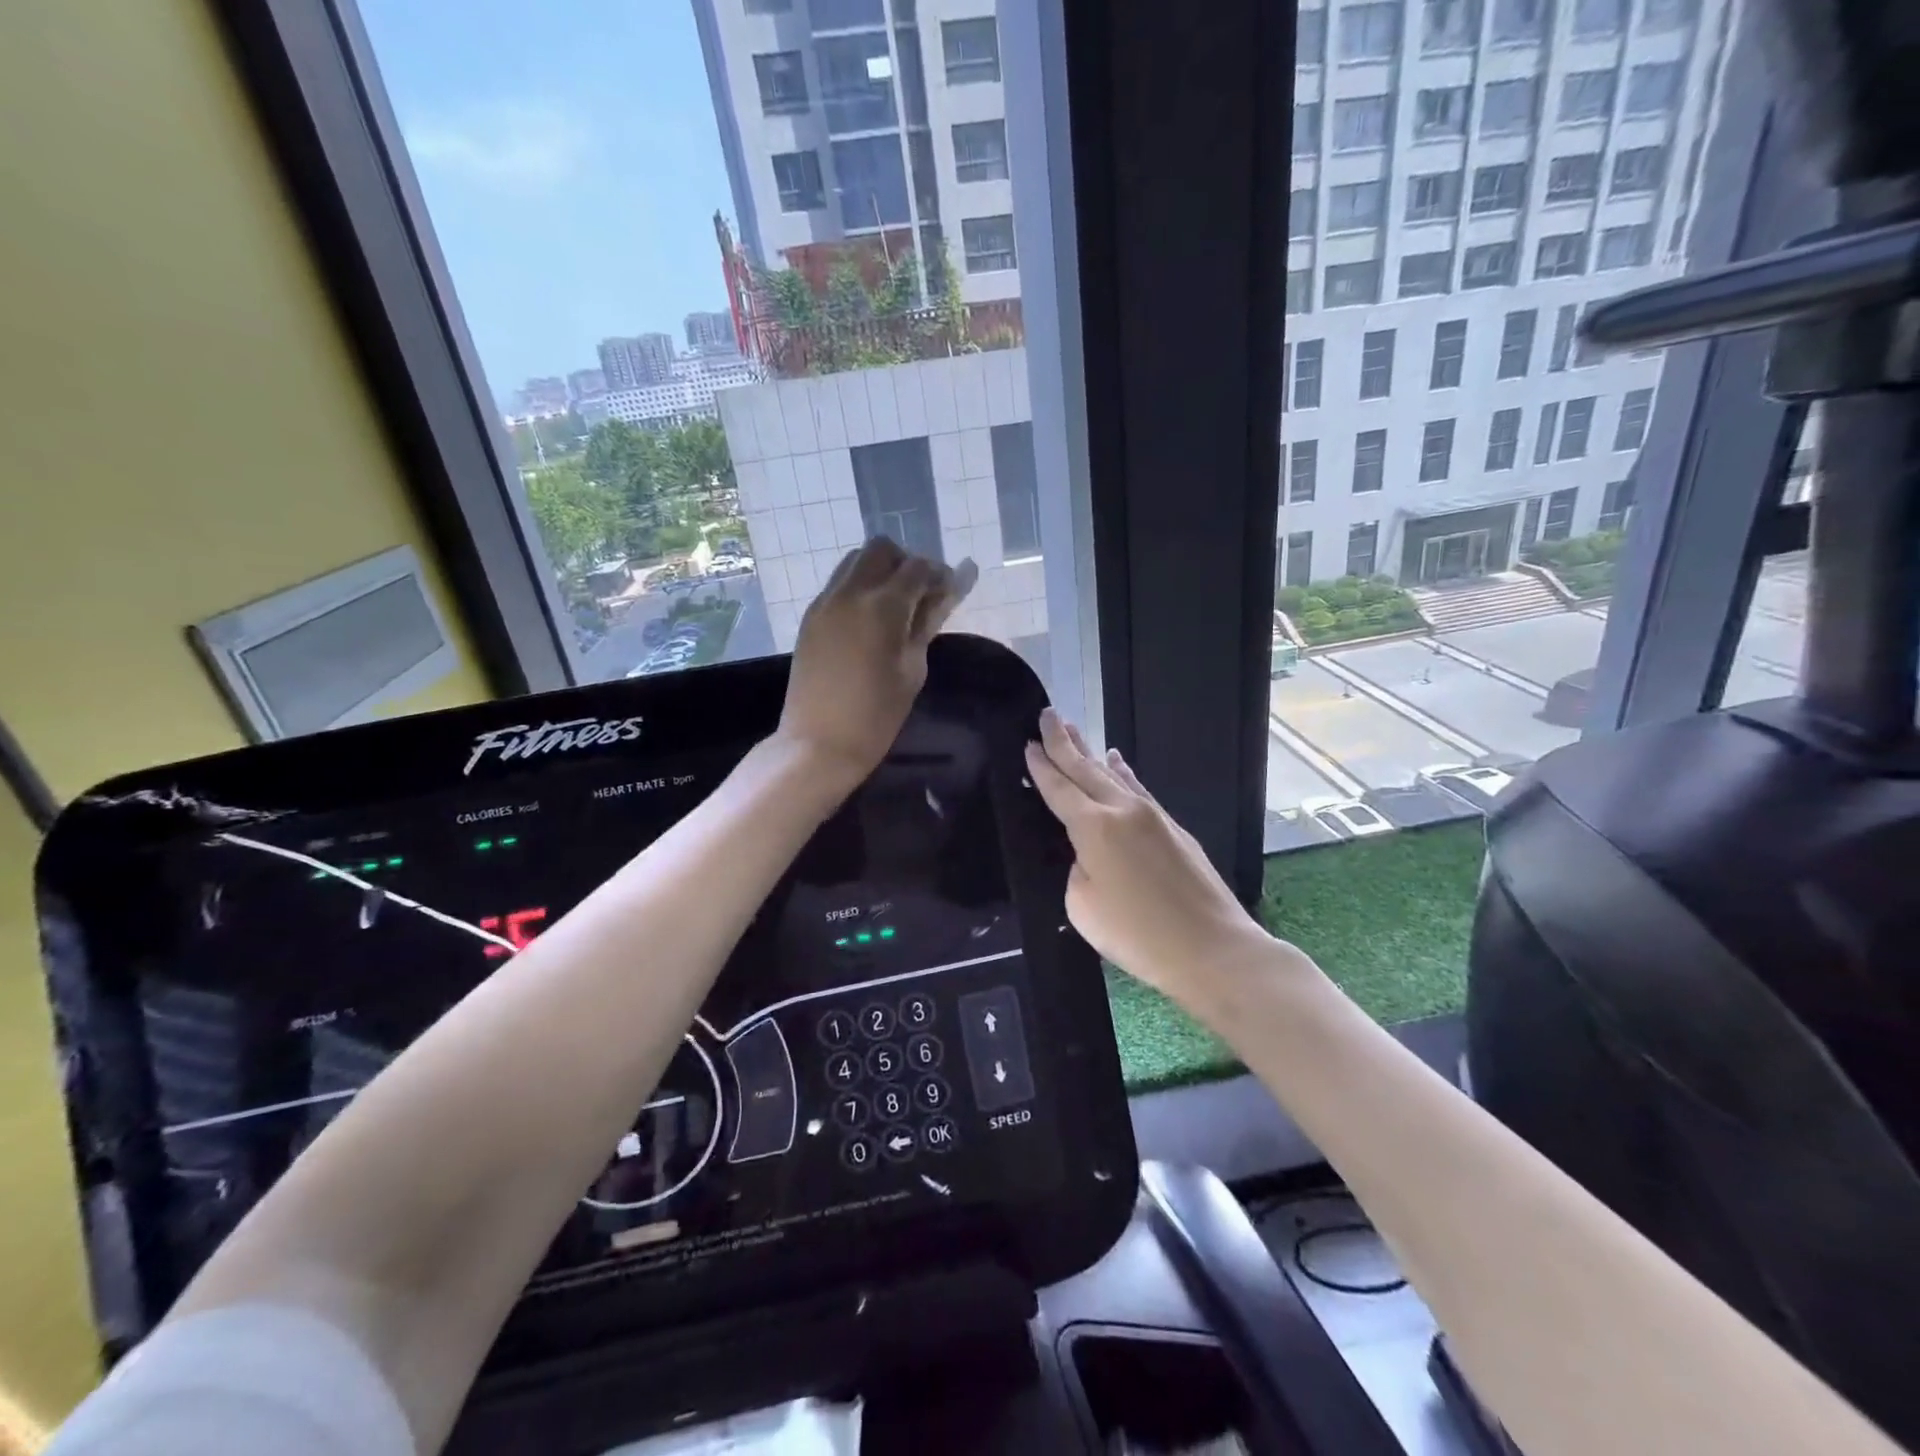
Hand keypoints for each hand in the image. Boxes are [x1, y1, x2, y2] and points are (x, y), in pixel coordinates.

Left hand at [779, 538, 974, 783]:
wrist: (818, 743)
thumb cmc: (876, 715)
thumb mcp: (913, 669)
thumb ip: (927, 623)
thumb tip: (945, 594)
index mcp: (882, 606)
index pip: (918, 567)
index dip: (938, 575)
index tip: (949, 592)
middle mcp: (850, 591)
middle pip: (881, 550)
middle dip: (906, 564)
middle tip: (920, 597)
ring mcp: (825, 602)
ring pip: (855, 561)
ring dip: (880, 572)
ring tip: (894, 609)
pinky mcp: (811, 617)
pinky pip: (839, 584)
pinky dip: (859, 588)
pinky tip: (869, 622)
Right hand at [1024, 709, 1275, 999]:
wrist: (1211, 948)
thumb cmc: (1137, 935)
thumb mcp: (1082, 906)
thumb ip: (1076, 869)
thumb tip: (1089, 856)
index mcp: (1094, 827)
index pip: (1059, 788)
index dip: (1041, 765)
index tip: (1028, 742)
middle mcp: (1123, 810)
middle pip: (1086, 768)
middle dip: (1064, 742)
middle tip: (1048, 714)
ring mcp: (1153, 816)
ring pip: (1114, 774)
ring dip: (1091, 752)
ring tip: (1074, 731)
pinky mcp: (1174, 828)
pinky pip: (1138, 788)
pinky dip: (1123, 773)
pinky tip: (1118, 762)